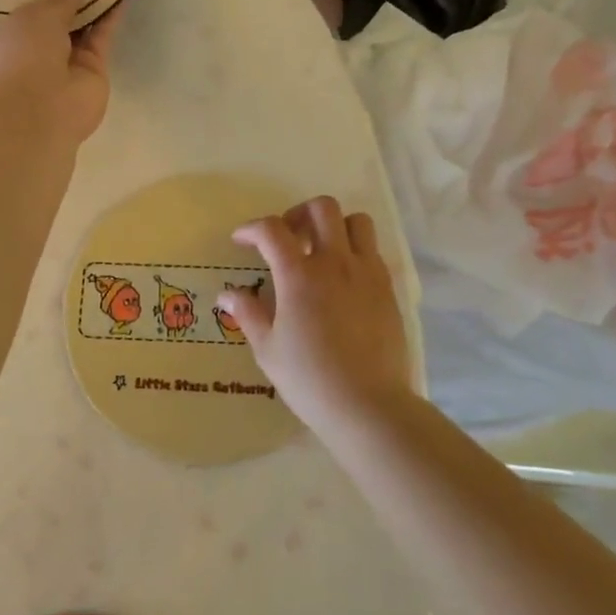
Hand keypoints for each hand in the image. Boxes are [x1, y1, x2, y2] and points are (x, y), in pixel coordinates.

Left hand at [0, 0, 122, 143]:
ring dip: (96, 4)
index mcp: (13, 38)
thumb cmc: (22, 56)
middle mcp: (39, 51)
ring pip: (84, 28)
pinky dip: (111, 18)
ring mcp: (68, 64)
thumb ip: (58, 1)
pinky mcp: (94, 71)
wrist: (39, 111)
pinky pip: (102, 38)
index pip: (32, 13)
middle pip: (61, 20)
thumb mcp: (36, 16)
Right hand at [216, 196, 412, 434]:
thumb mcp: (268, 349)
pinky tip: (342, 280)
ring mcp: (367, 273)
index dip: (252, 228)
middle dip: (298, 214)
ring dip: (334, 226)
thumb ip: (248, 314)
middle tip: (287, 238)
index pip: (272, 230)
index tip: (241, 240)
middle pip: (322, 208)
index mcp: (300, 275)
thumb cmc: (310, 380)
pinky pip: (373, 251)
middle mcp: (336, 263)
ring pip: (356, 221)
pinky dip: (354, 251)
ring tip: (320, 252)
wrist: (369, 405)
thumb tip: (227, 295)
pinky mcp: (388, 288)